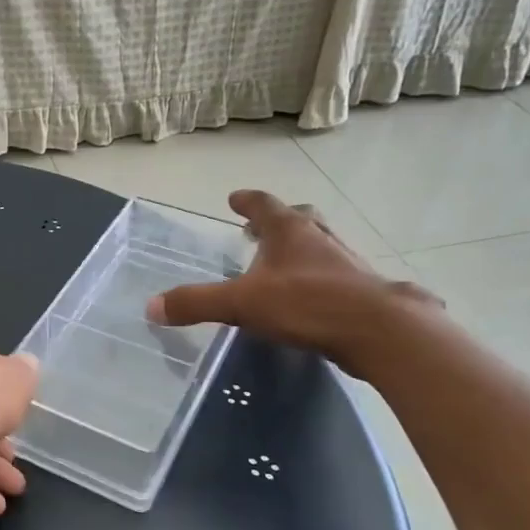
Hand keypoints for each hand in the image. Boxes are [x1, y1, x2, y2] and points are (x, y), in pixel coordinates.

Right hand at [147, 192, 439, 376]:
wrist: (378, 331)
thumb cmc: (306, 304)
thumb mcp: (241, 303)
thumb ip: (197, 303)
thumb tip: (151, 307)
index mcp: (289, 231)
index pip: (264, 204)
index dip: (247, 201)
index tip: (234, 198)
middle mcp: (319, 238)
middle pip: (299, 218)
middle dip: (278, 221)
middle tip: (259, 229)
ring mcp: (346, 262)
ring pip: (320, 245)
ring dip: (301, 248)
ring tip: (283, 264)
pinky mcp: (362, 290)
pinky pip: (335, 274)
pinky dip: (318, 277)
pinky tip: (309, 298)